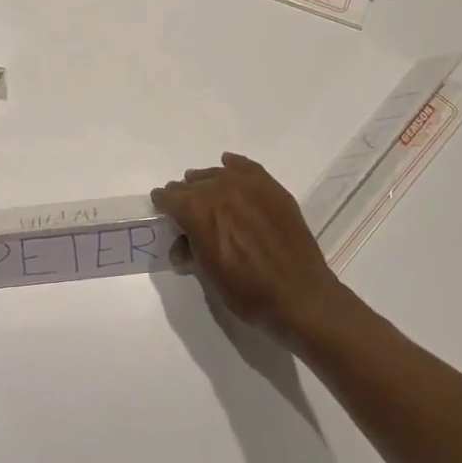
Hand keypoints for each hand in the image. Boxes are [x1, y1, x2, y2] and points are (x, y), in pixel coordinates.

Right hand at [152, 153, 356, 346]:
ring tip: (207, 193)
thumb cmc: (246, 291)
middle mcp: (219, 189)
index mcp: (197, 210)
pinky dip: (234, 167)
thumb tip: (181, 245)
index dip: (163, 204)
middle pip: (191, 184)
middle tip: (184, 209)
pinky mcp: (272, 188)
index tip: (161, 209)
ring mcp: (249, 185)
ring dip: (207, 183)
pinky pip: (247, 168)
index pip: (169, 198)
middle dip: (184, 195)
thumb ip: (190, 250)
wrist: (299, 296)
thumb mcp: (207, 274)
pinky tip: (229, 166)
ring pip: (217, 173)